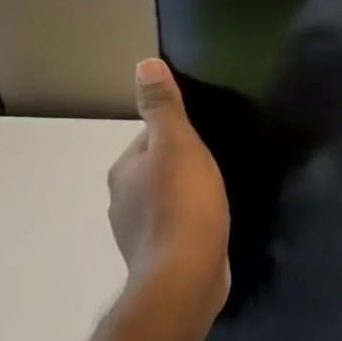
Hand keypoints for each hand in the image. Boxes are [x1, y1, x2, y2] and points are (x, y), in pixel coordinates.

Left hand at [107, 59, 230, 331]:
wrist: (186, 276)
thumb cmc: (183, 204)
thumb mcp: (178, 145)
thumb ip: (163, 107)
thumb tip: (144, 63)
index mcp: (124, 170)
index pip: (149, 137)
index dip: (177, 132)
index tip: (205, 134)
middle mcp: (122, 199)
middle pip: (155, 167)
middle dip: (181, 162)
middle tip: (217, 159)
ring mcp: (138, 231)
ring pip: (164, 198)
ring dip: (186, 192)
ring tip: (218, 189)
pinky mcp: (158, 255)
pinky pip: (175, 225)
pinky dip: (190, 219)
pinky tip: (212, 221)